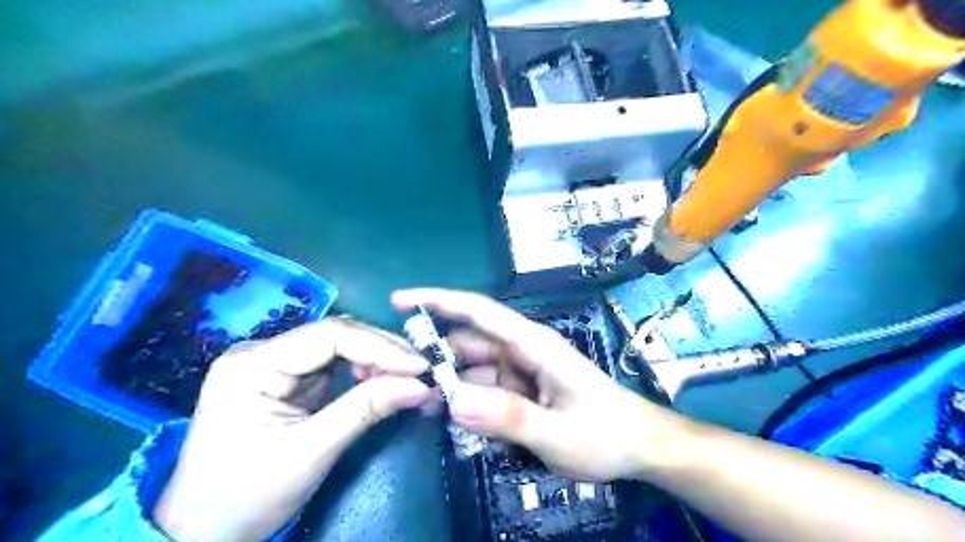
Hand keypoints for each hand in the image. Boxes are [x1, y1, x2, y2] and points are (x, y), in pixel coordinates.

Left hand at [152, 318, 428, 541]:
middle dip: (383, 352)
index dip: (380, 347)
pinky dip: (364, 371)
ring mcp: (274, 363)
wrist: (202, 532)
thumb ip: (366, 411)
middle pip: (336, 335)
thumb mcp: (310, 453)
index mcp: (253, 364)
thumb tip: (421, 387)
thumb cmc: (245, 497)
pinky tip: (383, 382)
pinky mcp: (287, 378)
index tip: (420, 367)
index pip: (330, 336)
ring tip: (408, 379)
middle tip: (422, 373)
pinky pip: (335, 362)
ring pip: (340, 345)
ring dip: (377, 360)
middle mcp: (263, 352)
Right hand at [386, 288, 688, 483]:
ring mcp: (520, 371)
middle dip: (435, 358)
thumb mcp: (559, 432)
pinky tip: (453, 422)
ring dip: (448, 386)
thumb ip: (509, 418)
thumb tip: (454, 402)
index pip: (479, 312)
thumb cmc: (605, 433)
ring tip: (423, 409)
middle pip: (468, 344)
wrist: (638, 446)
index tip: (401, 301)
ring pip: (472, 370)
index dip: (439, 300)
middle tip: (402, 383)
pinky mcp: (521, 390)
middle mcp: (522, 351)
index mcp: (533, 344)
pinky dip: (467, 403)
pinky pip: (485, 391)